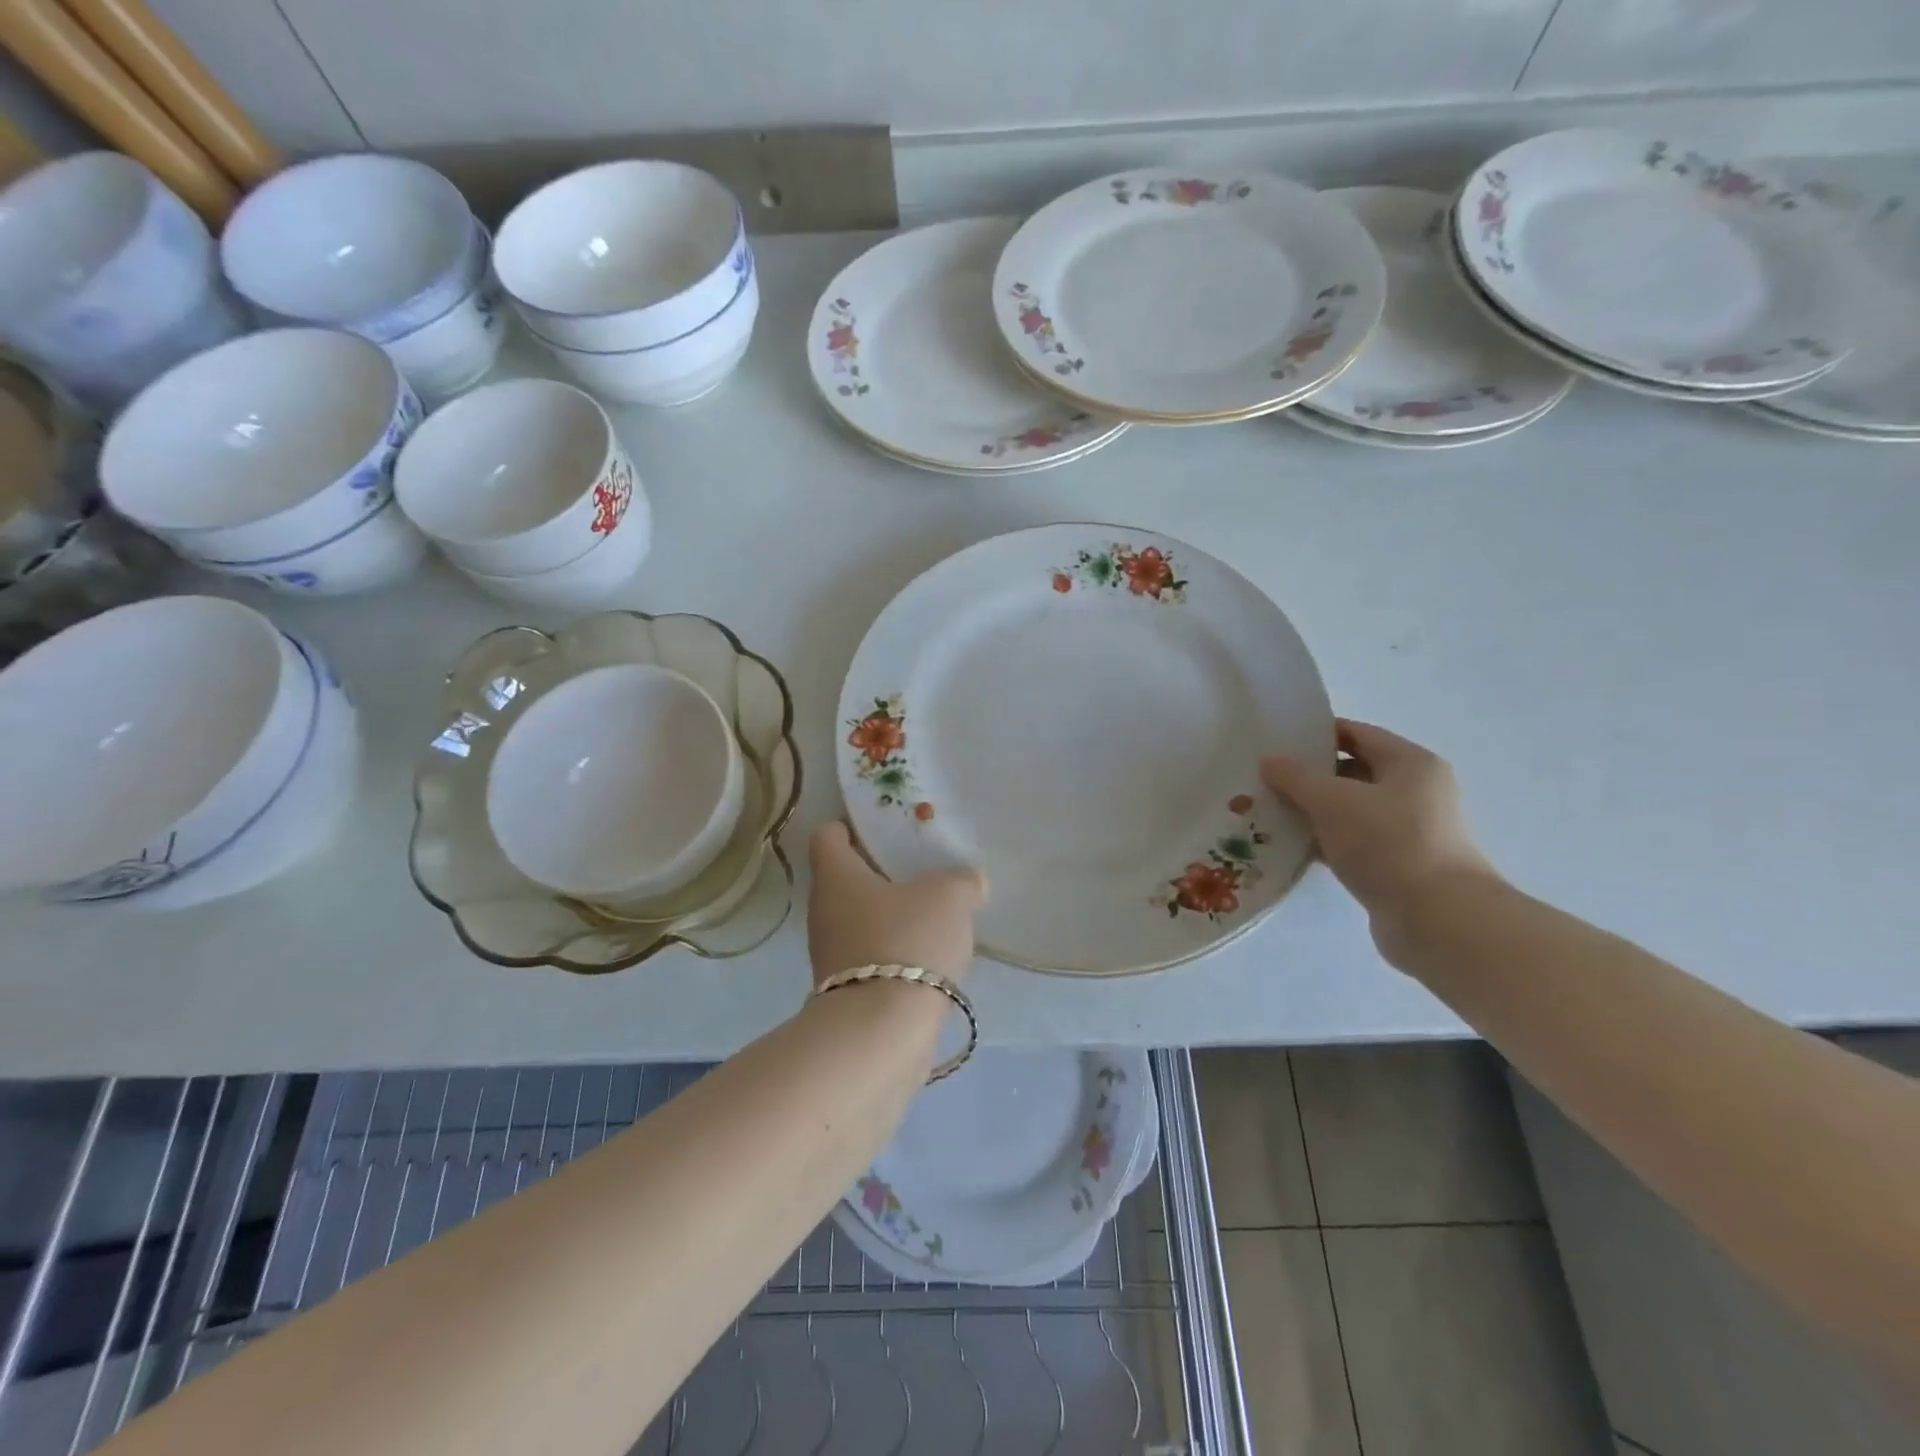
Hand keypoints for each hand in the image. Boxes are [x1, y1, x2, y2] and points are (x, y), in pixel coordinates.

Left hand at [806, 823, 986, 988]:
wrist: (883, 1032)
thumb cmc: (907, 941)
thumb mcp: (949, 896)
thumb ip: (961, 880)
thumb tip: (968, 881)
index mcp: (836, 876)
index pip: (827, 835)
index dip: (852, 827)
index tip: (885, 830)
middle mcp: (823, 911)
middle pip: (847, 879)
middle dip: (882, 874)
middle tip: (923, 873)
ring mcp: (830, 955)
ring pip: (861, 920)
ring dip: (892, 917)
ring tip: (935, 918)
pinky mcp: (846, 991)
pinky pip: (872, 956)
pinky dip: (896, 953)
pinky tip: (929, 958)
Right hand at [1261, 720, 1497, 952]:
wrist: (1437, 920)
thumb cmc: (1389, 844)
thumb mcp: (1333, 801)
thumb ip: (1296, 777)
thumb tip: (1270, 761)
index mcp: (1410, 763)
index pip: (1355, 733)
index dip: (1314, 734)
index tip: (1274, 742)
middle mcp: (1414, 792)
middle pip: (1351, 772)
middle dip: (1307, 776)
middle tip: (1262, 780)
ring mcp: (1406, 831)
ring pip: (1347, 811)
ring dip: (1311, 812)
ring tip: (1266, 813)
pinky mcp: (1395, 865)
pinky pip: (1350, 843)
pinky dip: (1322, 842)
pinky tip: (1288, 847)